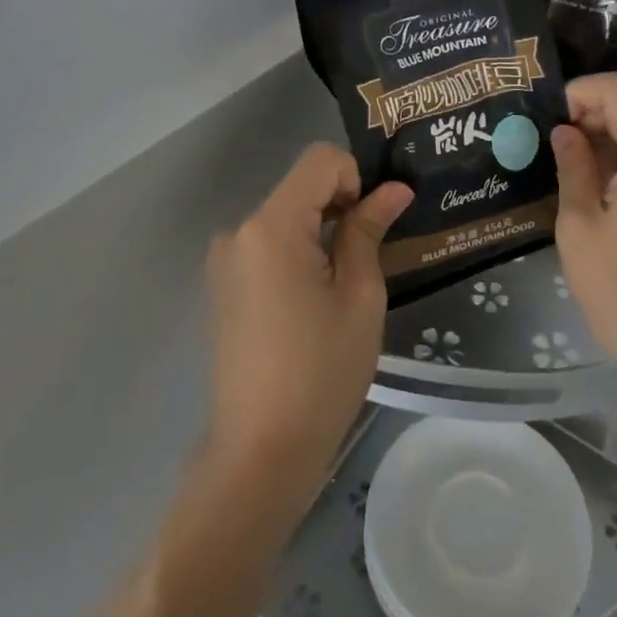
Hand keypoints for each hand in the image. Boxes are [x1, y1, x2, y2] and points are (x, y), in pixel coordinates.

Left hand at [204, 144, 411, 494]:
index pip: (321, 161)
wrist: (260, 456)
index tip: (370, 226)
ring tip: (340, 285)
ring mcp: (225, 259)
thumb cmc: (321, 373)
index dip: (355, 179)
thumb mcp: (359, 296)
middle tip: (366, 256)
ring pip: (286, 214)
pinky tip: (310, 301)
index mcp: (271, 226)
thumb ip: (369, 230)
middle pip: (301, 186)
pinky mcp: (222, 284)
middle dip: (339, 206)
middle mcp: (239, 231)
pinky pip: (268, 243)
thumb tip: (394, 189)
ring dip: (319, 230)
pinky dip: (297, 250)